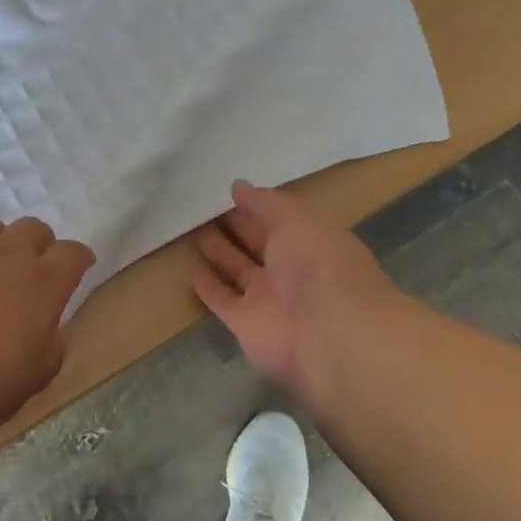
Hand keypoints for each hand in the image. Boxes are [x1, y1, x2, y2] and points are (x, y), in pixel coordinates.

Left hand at [0, 217, 95, 437]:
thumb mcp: (32, 380)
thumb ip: (50, 349)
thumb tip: (53, 332)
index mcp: (43, 283)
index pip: (73, 253)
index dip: (79, 258)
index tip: (79, 267)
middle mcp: (6, 255)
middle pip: (33, 228)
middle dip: (38, 244)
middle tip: (30, 271)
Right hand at [193, 180, 401, 402]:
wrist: (328, 335)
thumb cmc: (318, 266)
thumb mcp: (295, 220)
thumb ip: (265, 203)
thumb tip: (238, 186)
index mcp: (311, 243)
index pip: (279, 221)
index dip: (256, 207)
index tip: (228, 193)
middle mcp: (291, 271)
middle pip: (258, 245)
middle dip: (236, 228)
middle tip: (204, 210)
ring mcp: (268, 299)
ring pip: (238, 271)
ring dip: (220, 254)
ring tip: (193, 233)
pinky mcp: (245, 324)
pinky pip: (223, 301)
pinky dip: (209, 288)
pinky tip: (192, 272)